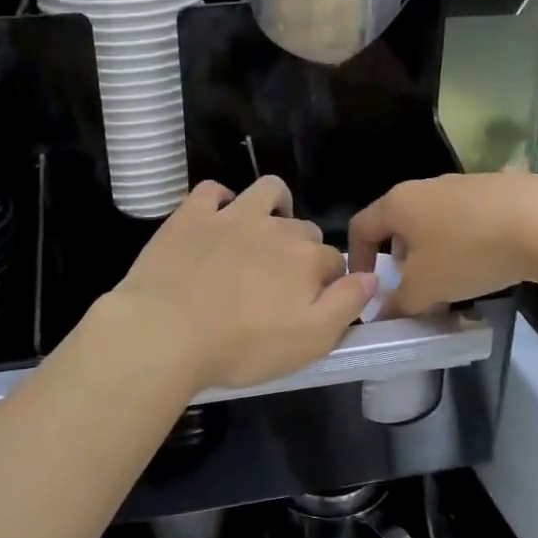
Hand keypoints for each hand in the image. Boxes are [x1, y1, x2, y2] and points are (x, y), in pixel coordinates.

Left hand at [108, 177, 375, 392]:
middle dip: (301, 250)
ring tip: (263, 232)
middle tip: (280, 284)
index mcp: (306, 258)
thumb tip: (372, 276)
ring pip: (267, 191)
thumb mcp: (310, 341)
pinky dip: (221, 200)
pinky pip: (213, 190)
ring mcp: (231, 216)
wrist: (165, 333)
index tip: (313, 305)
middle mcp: (275, 227)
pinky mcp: (191, 215)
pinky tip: (217, 220)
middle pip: (303, 230)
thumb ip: (347, 305)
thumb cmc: (241, 347)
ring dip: (274, 206)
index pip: (335, 261)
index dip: (330, 283)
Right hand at [349, 173, 537, 316]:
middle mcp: (426, 186)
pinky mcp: (498, 188)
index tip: (368, 287)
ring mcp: (464, 183)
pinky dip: (465, 240)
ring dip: (434, 250)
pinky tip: (487, 262)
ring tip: (452, 279)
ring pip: (434, 220)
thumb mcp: (425, 289)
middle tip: (412, 288)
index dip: (356, 258)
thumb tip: (381, 313)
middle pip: (398, 222)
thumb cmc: (468, 253)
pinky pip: (467, 217)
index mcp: (398, 203)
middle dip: (400, 257)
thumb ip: (397, 303)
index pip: (361, 226)